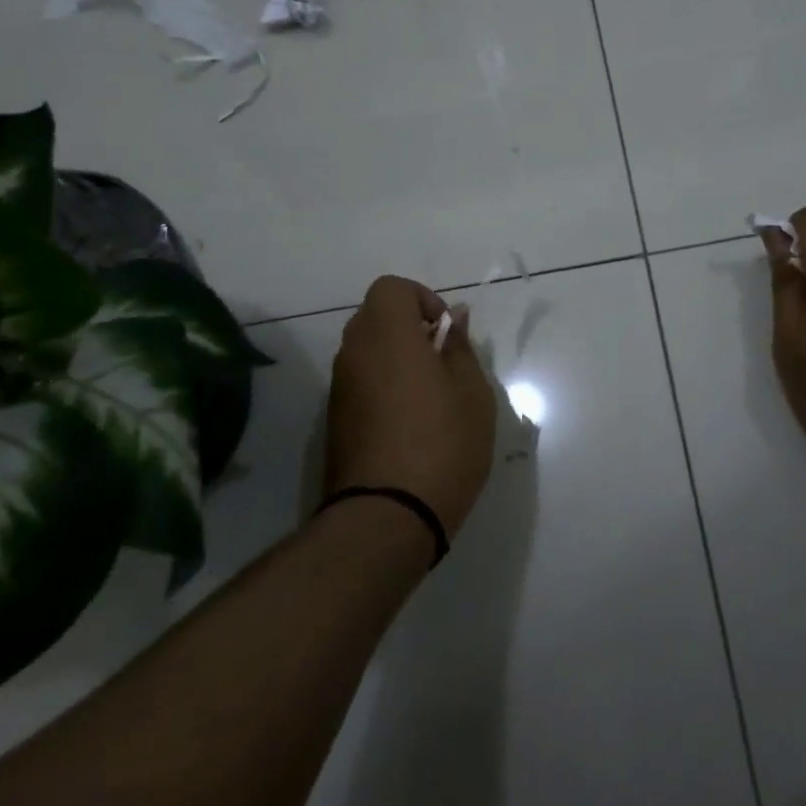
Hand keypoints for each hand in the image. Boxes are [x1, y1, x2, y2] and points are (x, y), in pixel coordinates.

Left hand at [325, 275, 497, 539]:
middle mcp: (354, 352)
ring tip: (430, 396)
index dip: (421, 299)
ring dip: (395, 357)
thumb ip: (460, 348)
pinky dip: (382, 384)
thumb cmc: (442, 445)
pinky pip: (360, 381)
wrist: (386, 517)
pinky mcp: (334, 419)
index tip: (445, 334)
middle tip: (442, 362)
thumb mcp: (472, 393)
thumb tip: (454, 319)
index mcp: (388, 336)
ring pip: (366, 350)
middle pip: (375, 316)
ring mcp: (339, 388)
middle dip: (410, 328)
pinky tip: (409, 422)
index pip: (391, 288)